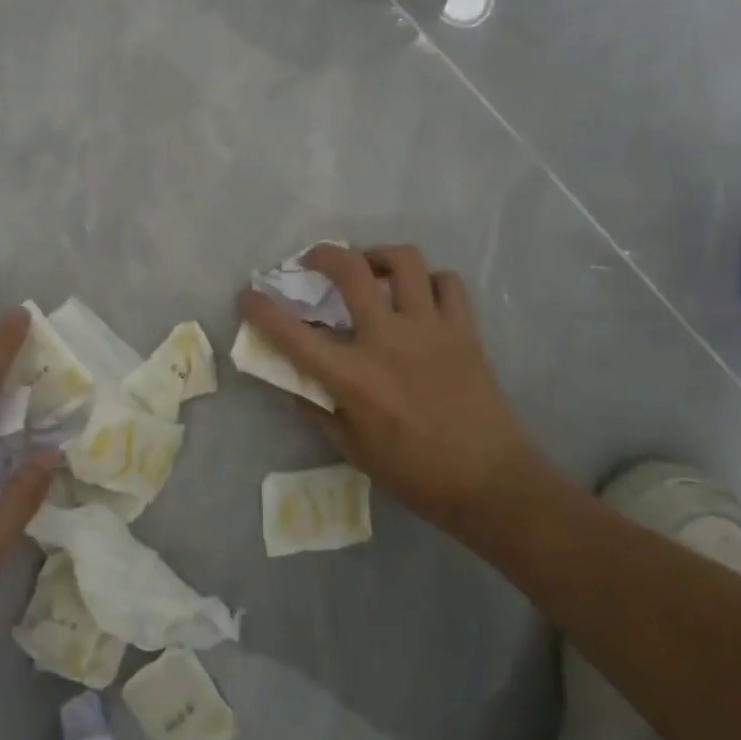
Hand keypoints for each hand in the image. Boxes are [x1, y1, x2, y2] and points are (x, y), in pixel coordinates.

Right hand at [239, 243, 544, 541]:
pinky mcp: (464, 331)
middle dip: (324, 254)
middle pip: (351, 271)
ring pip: (404, 262)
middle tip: (315, 261)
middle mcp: (387, 341)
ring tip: (371, 270)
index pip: (293, 334)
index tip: (247, 295)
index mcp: (354, 377)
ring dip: (379, 257)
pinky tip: (421, 297)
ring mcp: (430, 330)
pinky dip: (430, 281)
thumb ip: (319, 410)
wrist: (493, 484)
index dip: (261, 310)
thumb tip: (295, 384)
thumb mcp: (354, 450)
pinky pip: (448, 283)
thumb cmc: (417, 474)